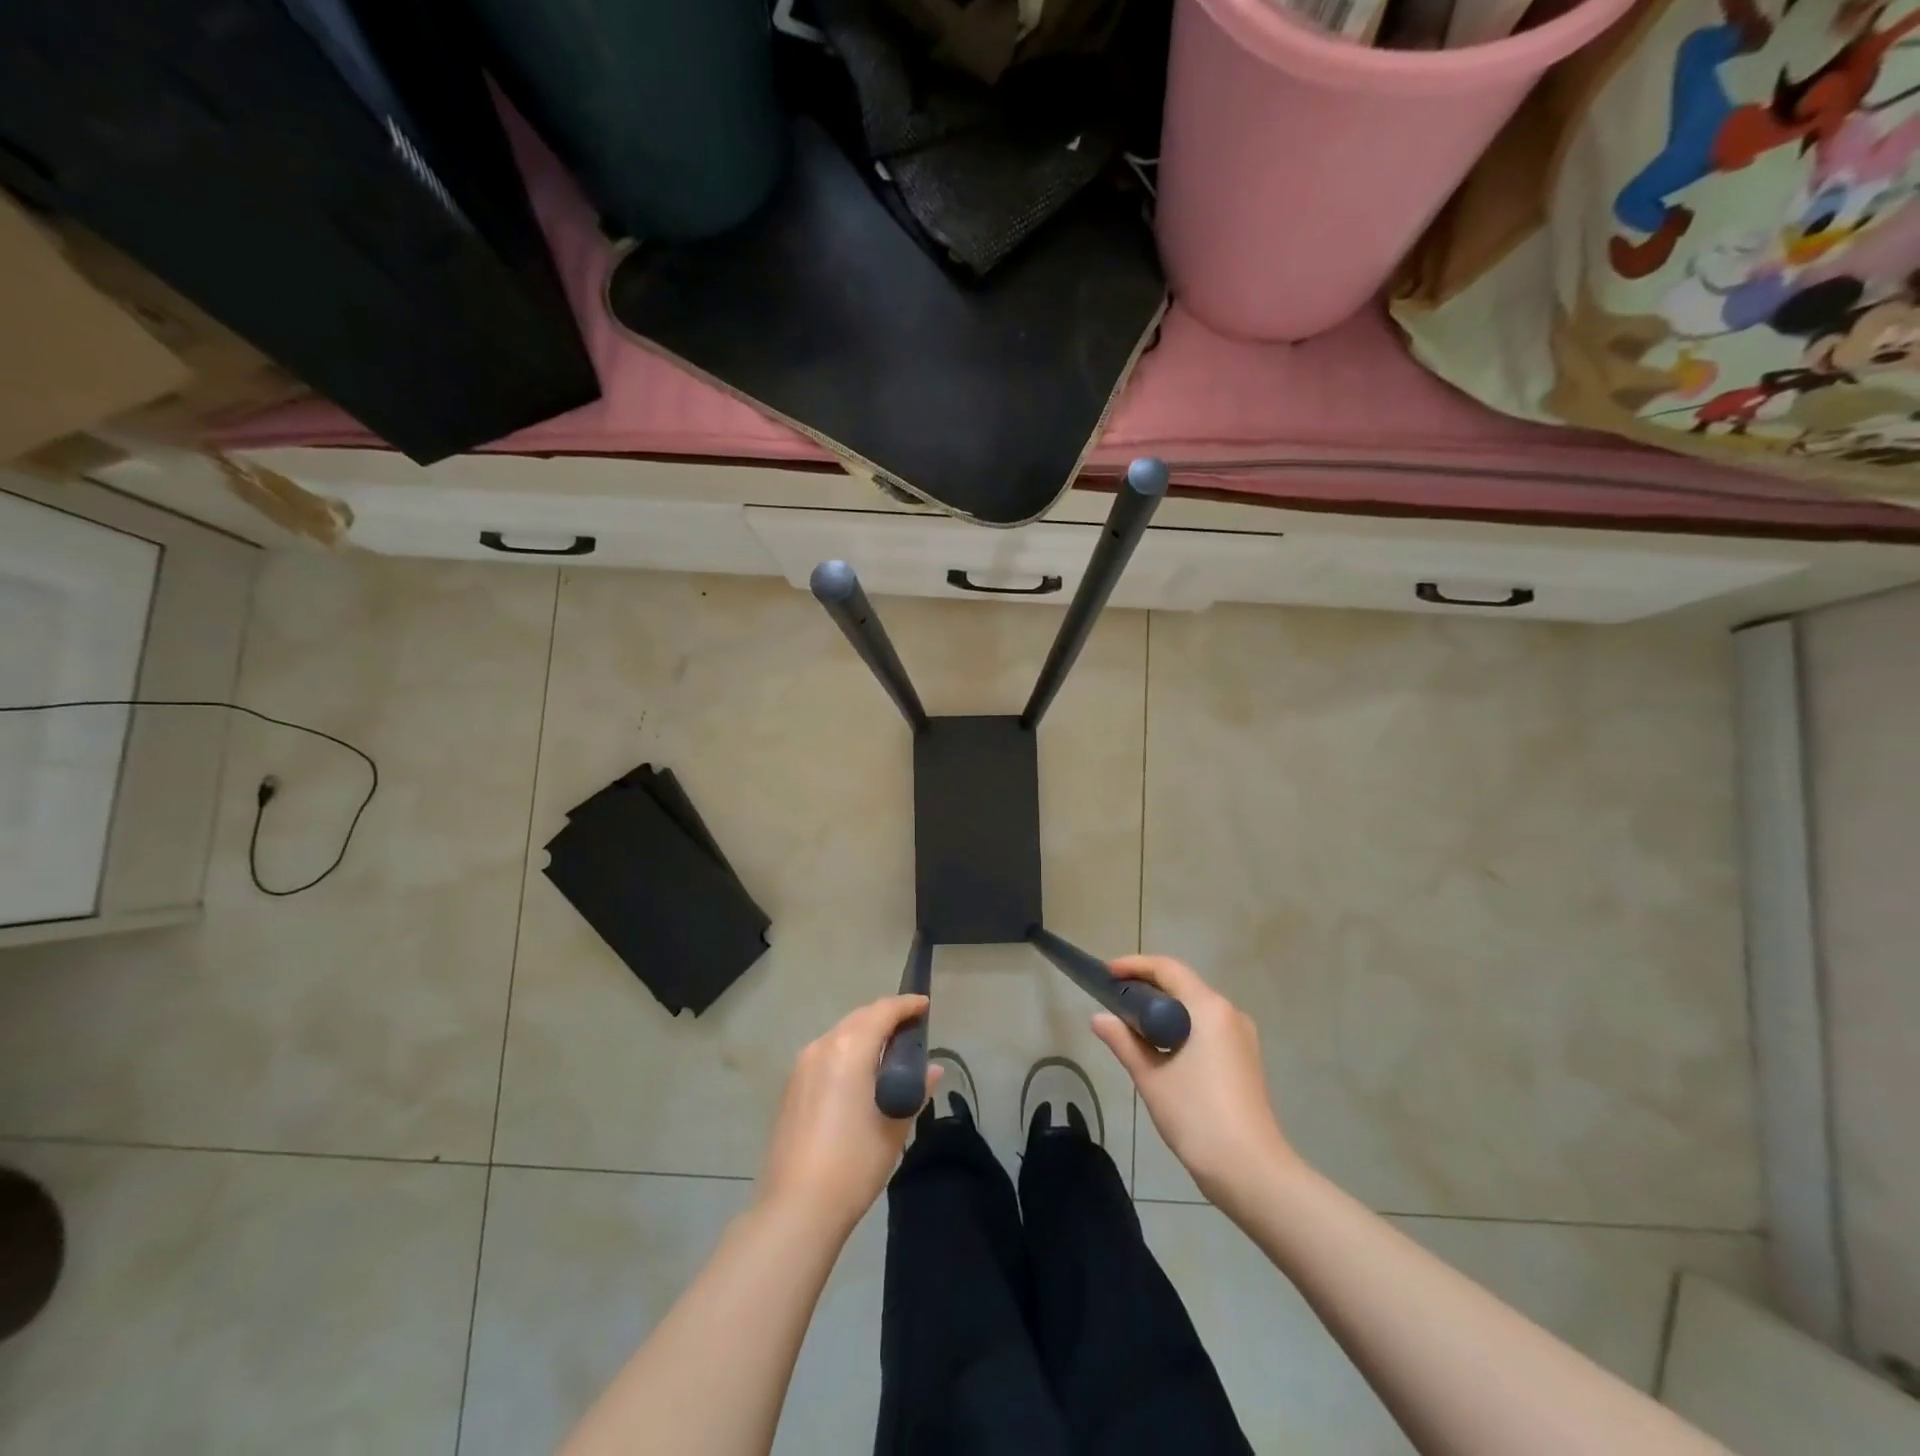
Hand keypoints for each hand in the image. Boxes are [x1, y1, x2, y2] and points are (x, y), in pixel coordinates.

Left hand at [757, 994, 939, 1234]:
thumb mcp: (895, 1125)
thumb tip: (931, 1069)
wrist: (796, 1207)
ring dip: (864, 1035)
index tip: (925, 1006)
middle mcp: (822, 1046)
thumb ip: (915, 1089)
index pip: (883, 1011)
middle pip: (859, 1018)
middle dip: (885, 1017)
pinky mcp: (791, 1087)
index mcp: (849, 1048)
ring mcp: (802, 1066)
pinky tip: (858, 1076)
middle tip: (910, 1030)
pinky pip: (825, 1054)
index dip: (906, 1005)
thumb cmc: (854, 1162)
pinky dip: (846, 1053)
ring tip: (887, 1053)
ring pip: (840, 1035)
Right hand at [1092, 956, 1298, 1210]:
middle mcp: (1230, 1013)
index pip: (1168, 969)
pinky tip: (1161, 1049)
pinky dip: (1182, 1028)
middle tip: (1114, 998)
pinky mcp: (1245, 1059)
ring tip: (1132, 1024)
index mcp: (1209, 1008)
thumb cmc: (1197, 1116)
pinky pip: (1208, 1028)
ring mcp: (1242, 1037)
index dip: (1135, 965)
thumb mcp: (1151, 1077)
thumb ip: (1123, 1041)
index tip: (1107, 973)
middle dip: (1147, 987)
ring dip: (1164, 1010)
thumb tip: (1099, 1018)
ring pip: (1196, 1008)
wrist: (1251, 1172)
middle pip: (1184, 985)